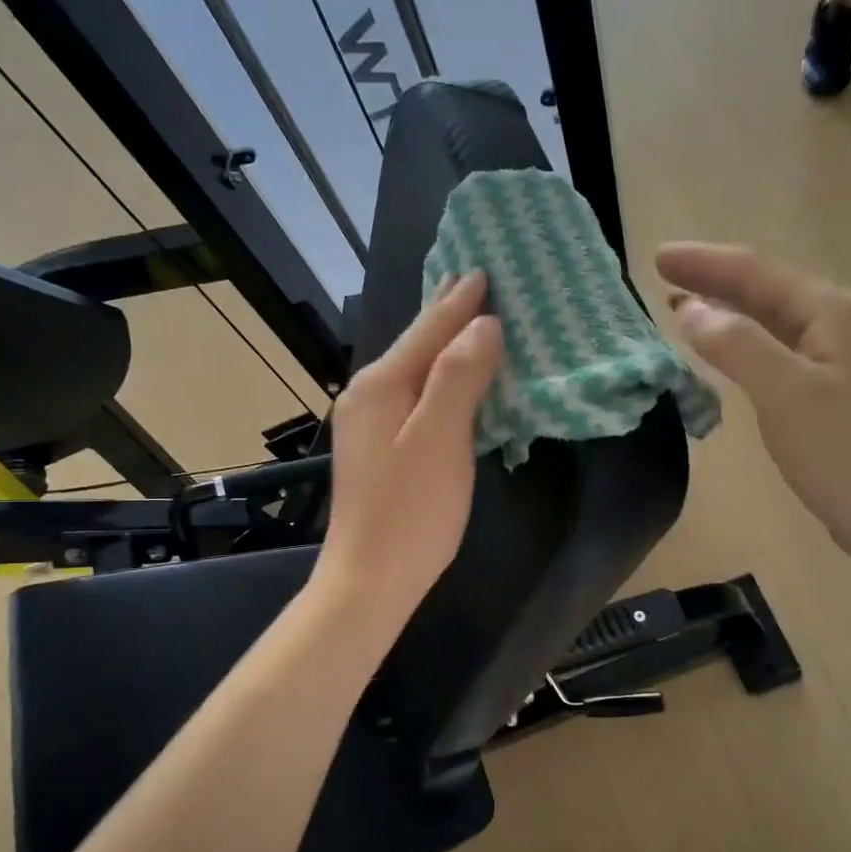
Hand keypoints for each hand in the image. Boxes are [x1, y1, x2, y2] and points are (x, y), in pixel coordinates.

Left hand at [313, 272, 502, 624]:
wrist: (370, 580)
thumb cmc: (411, 511)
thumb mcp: (440, 438)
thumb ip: (459, 376)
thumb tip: (482, 325)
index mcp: (381, 385)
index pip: (428, 330)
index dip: (459, 302)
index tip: (483, 271)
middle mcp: (367, 396)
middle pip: (414, 344)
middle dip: (444, 314)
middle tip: (471, 281)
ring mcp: (367, 425)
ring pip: (412, 370)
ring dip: (441, 344)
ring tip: (465, 320)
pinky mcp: (377, 450)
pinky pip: (412, 396)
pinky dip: (436, 378)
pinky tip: (448, 379)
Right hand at [656, 241, 850, 582]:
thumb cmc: (843, 453)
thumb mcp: (785, 393)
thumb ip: (736, 345)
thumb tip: (689, 309)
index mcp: (832, 311)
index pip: (756, 272)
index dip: (704, 263)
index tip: (656, 257)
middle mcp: (840, 321)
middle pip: (765, 288)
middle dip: (713, 280)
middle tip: (661, 276)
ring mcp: (840, 354)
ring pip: (771, 317)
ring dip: (726, 308)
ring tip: (680, 304)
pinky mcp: (832, 386)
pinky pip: (777, 347)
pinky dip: (742, 341)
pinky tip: (722, 347)